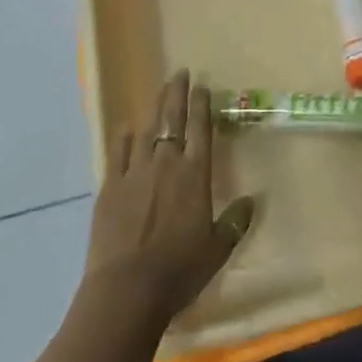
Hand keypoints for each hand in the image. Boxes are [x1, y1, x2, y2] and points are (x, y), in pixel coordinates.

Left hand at [82, 70, 255, 330]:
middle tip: (179, 72)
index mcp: (195, 174)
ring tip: (157, 94)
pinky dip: (124, 137)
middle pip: (172, 119)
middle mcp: (166, 163)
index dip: (201, 104)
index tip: (201, 85)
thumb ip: (235, 222)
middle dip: (176, 93)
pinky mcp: (110, 186)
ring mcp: (135, 171)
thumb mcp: (218, 250)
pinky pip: (118, 152)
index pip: (200, 129)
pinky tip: (126, 127)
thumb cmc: (179, 270)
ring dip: (153, 110)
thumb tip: (251, 201)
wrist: (127, 289)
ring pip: (146, 130)